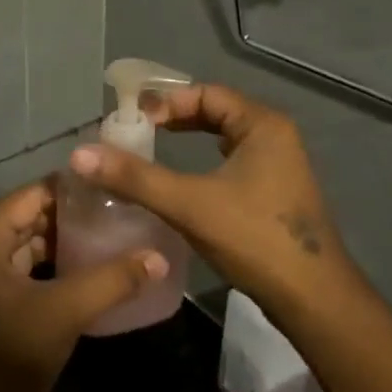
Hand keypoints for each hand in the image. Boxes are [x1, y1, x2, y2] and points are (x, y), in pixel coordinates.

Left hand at [0, 181, 167, 391]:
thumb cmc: (8, 352)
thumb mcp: (64, 311)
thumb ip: (111, 280)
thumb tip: (157, 257)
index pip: (34, 194)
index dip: (73, 190)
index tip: (114, 189)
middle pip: (31, 217)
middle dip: (72, 217)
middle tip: (119, 216)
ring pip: (28, 246)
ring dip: (64, 245)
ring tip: (110, 242)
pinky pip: (23, 270)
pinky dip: (52, 269)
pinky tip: (86, 277)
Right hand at [68, 83, 349, 318]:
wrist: (312, 298)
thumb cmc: (254, 238)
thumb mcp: (189, 204)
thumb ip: (135, 178)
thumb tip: (80, 155)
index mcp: (263, 125)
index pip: (207, 94)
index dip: (167, 102)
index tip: (133, 122)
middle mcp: (275, 137)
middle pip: (216, 112)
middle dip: (175, 118)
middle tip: (136, 133)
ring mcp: (279, 166)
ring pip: (224, 139)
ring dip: (189, 139)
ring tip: (152, 150)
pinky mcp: (275, 192)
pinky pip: (232, 161)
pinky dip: (203, 162)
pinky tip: (184, 182)